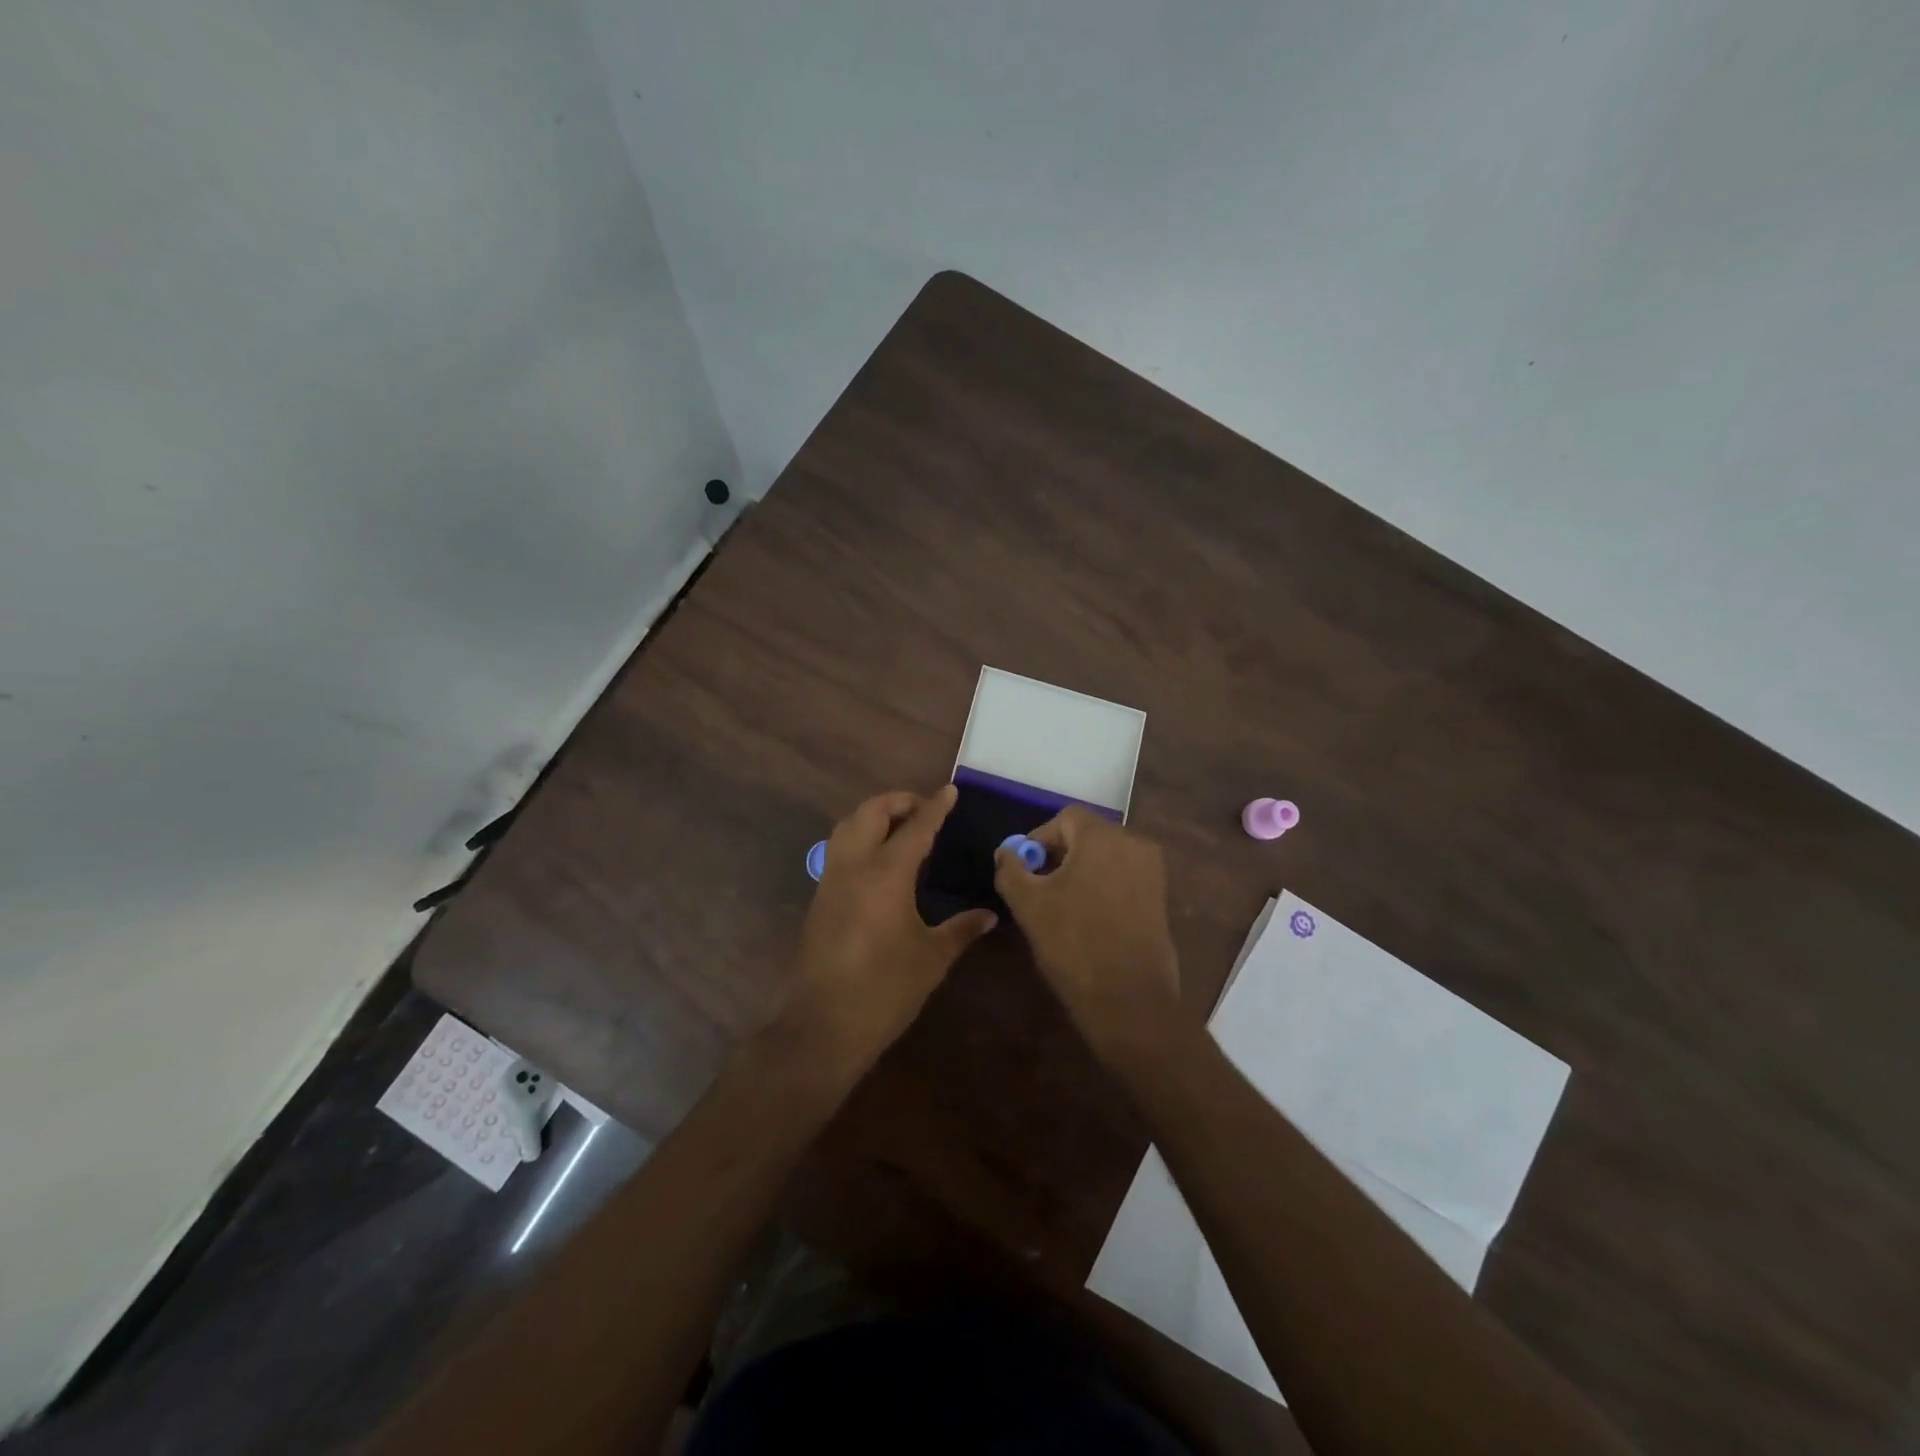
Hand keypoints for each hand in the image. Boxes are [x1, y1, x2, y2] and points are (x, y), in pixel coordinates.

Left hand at [791, 786, 996, 1068]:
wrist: (826, 1024)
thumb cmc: (886, 989)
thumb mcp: (933, 958)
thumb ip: (961, 929)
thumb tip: (989, 915)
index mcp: (887, 874)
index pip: (916, 827)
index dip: (935, 807)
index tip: (950, 791)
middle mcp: (855, 866)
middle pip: (871, 812)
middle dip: (898, 801)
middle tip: (924, 809)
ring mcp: (831, 879)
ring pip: (848, 825)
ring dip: (874, 815)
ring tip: (900, 827)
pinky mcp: (820, 897)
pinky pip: (839, 849)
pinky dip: (860, 837)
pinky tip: (878, 860)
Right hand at [994, 807, 1183, 1062]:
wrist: (1129, 1001)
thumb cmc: (1074, 944)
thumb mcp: (1029, 905)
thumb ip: (1011, 869)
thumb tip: (1006, 852)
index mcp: (1104, 838)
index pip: (1065, 818)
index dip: (1038, 838)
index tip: (1024, 868)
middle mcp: (1134, 845)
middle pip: (1088, 835)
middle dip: (1059, 854)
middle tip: (1037, 886)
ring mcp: (1152, 872)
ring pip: (1105, 857)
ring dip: (1079, 871)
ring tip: (1059, 905)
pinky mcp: (1159, 898)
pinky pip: (1122, 877)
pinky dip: (1101, 886)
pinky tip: (1086, 918)